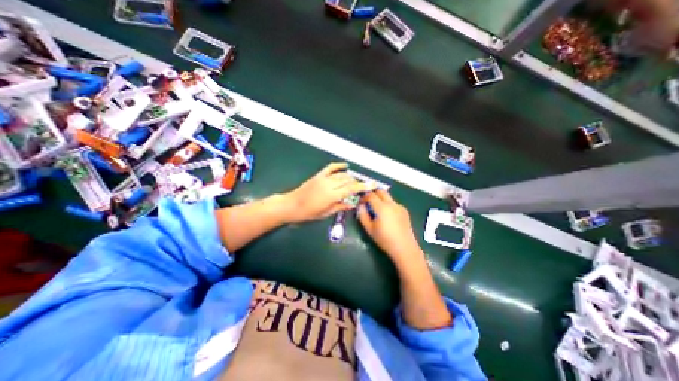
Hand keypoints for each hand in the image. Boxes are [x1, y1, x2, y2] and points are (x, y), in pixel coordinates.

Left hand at [283, 163, 372, 222]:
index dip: (363, 186)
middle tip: (364, 186)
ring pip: (342, 174)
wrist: (292, 205)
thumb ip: (341, 206)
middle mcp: (329, 184)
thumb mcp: (326, 213)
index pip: (351, 189)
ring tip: (355, 181)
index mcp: (332, 195)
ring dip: (350, 177)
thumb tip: (353, 203)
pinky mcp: (318, 175)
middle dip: (358, 182)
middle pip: (348, 180)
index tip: (373, 184)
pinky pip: (330, 167)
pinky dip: (339, 165)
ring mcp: (323, 178)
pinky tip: (345, 165)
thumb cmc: (309, 213)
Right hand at [357, 189, 422, 267]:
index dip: (364, 197)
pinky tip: (388, 216)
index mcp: (382, 207)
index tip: (361, 202)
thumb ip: (363, 215)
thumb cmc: (385, 239)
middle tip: (368, 201)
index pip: (371, 195)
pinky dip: (388, 205)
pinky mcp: (404, 211)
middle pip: (381, 191)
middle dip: (373, 193)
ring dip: (381, 199)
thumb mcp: (369, 229)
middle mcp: (391, 204)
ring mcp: (399, 206)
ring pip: (388, 197)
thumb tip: (360, 206)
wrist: (404, 247)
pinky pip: (394, 204)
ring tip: (377, 210)